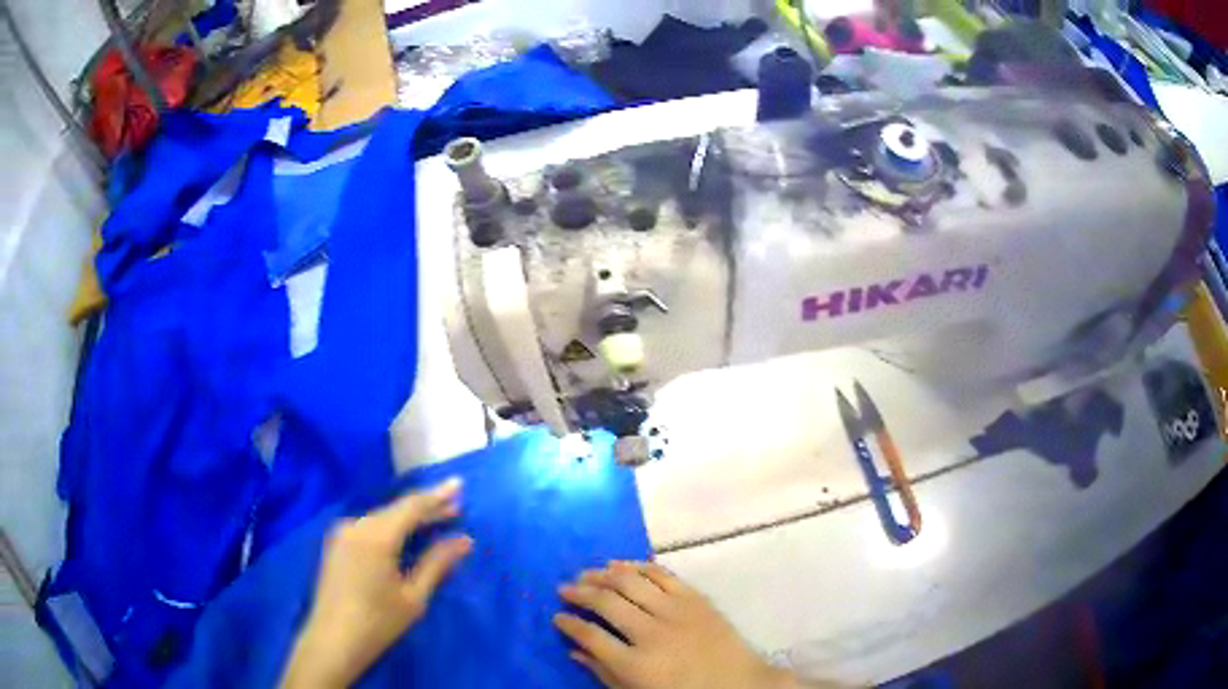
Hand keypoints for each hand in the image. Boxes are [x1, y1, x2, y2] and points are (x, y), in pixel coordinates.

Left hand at [281, 479, 472, 688]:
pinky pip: (369, 527)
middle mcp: (356, 526)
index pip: (412, 507)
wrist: (333, 640)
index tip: (459, 484)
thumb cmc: (378, 623)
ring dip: (409, 519)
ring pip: (383, 518)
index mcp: (376, 536)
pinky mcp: (337, 544)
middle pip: (396, 510)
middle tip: (456, 507)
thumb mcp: (414, 597)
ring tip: (435, 521)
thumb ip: (437, 563)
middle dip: (426, 509)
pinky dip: (391, 528)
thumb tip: (464, 540)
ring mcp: (342, 533)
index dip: (437, 495)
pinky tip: (405, 535)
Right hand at [554, 561, 799, 688]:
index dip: (568, 624)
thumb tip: (574, 651)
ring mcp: (676, 612)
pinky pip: (661, 574)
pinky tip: (621, 565)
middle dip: (579, 592)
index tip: (557, 616)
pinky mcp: (696, 599)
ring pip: (630, 582)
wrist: (739, 684)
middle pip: (606, 603)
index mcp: (636, 664)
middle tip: (564, 588)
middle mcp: (652, 633)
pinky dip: (637, 566)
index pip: (590, 636)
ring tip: (586, 573)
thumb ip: (604, 673)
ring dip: (603, 575)